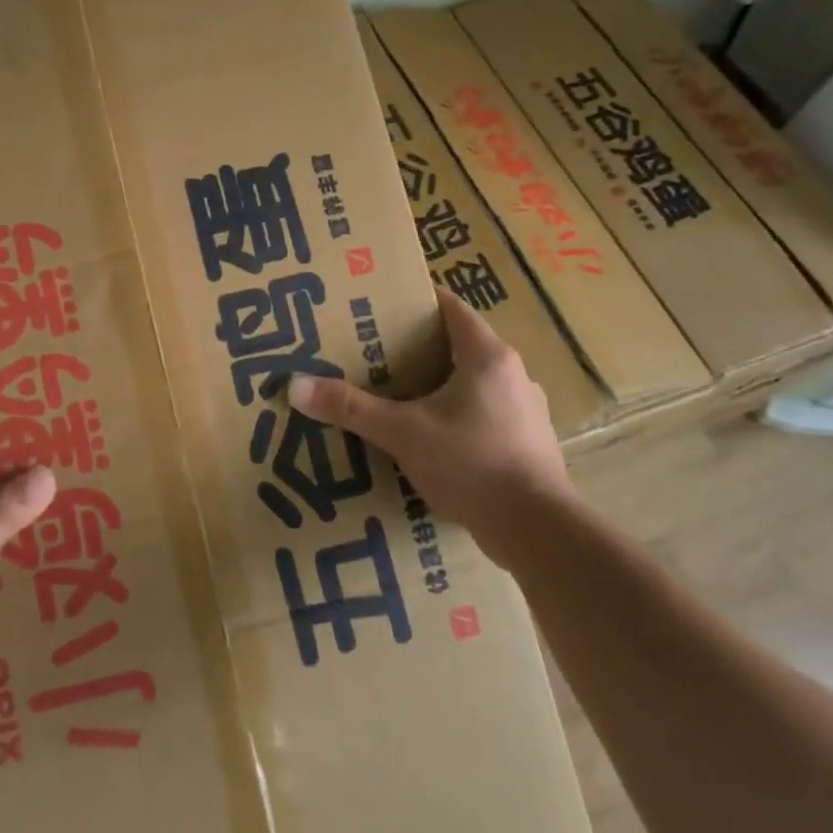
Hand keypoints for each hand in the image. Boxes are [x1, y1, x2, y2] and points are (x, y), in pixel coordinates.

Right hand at [287, 291, 573, 546]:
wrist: (538, 530)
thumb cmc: (471, 463)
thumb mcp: (402, 432)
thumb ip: (350, 408)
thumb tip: (294, 386)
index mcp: (487, 356)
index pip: (451, 308)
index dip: (416, 302)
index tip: (380, 307)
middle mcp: (512, 375)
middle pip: (459, 346)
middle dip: (418, 349)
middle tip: (374, 354)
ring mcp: (525, 411)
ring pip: (473, 385)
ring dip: (438, 388)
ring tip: (396, 399)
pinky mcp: (528, 445)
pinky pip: (484, 417)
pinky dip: (456, 420)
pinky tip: (429, 442)